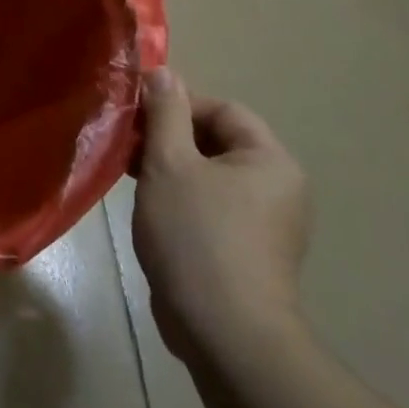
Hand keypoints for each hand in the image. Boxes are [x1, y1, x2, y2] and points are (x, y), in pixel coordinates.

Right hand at [132, 68, 311, 362]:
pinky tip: (152, 213)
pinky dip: (182, 201)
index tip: (138, 119)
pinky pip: (213, 208)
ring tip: (133, 180)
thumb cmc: (196, 236)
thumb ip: (165, 112)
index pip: (222, 110)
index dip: (177, 106)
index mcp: (270, 161)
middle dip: (169, 139)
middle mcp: (278, 188)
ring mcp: (267, 225)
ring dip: (171, 170)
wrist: (225, 335)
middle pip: (217, 142)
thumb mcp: (170, 163)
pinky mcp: (249, 253)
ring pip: (210, 176)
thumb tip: (163, 72)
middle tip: (130, 149)